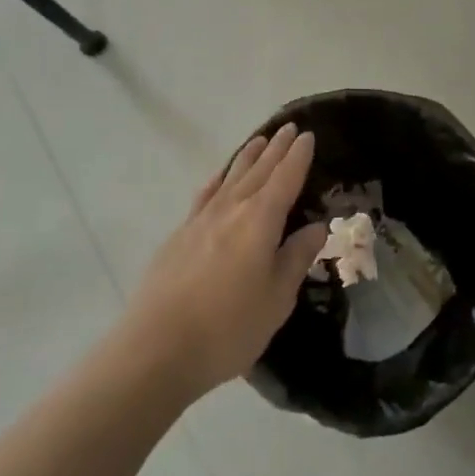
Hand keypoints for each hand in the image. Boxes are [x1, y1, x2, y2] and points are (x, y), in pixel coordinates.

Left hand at [123, 124, 323, 395]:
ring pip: (230, 177)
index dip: (298, 157)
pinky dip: (217, 180)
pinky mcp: (179, 235)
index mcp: (260, 222)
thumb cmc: (228, 328)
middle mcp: (231, 210)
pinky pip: (205, 194)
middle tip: (289, 128)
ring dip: (247, 157)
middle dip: (276, 149)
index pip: (285, 179)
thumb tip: (317, 227)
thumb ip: (296, 258)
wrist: (157, 347)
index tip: (308, 136)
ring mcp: (201, 220)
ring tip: (259, 140)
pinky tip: (219, 178)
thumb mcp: (277, 299)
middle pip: (258, 171)